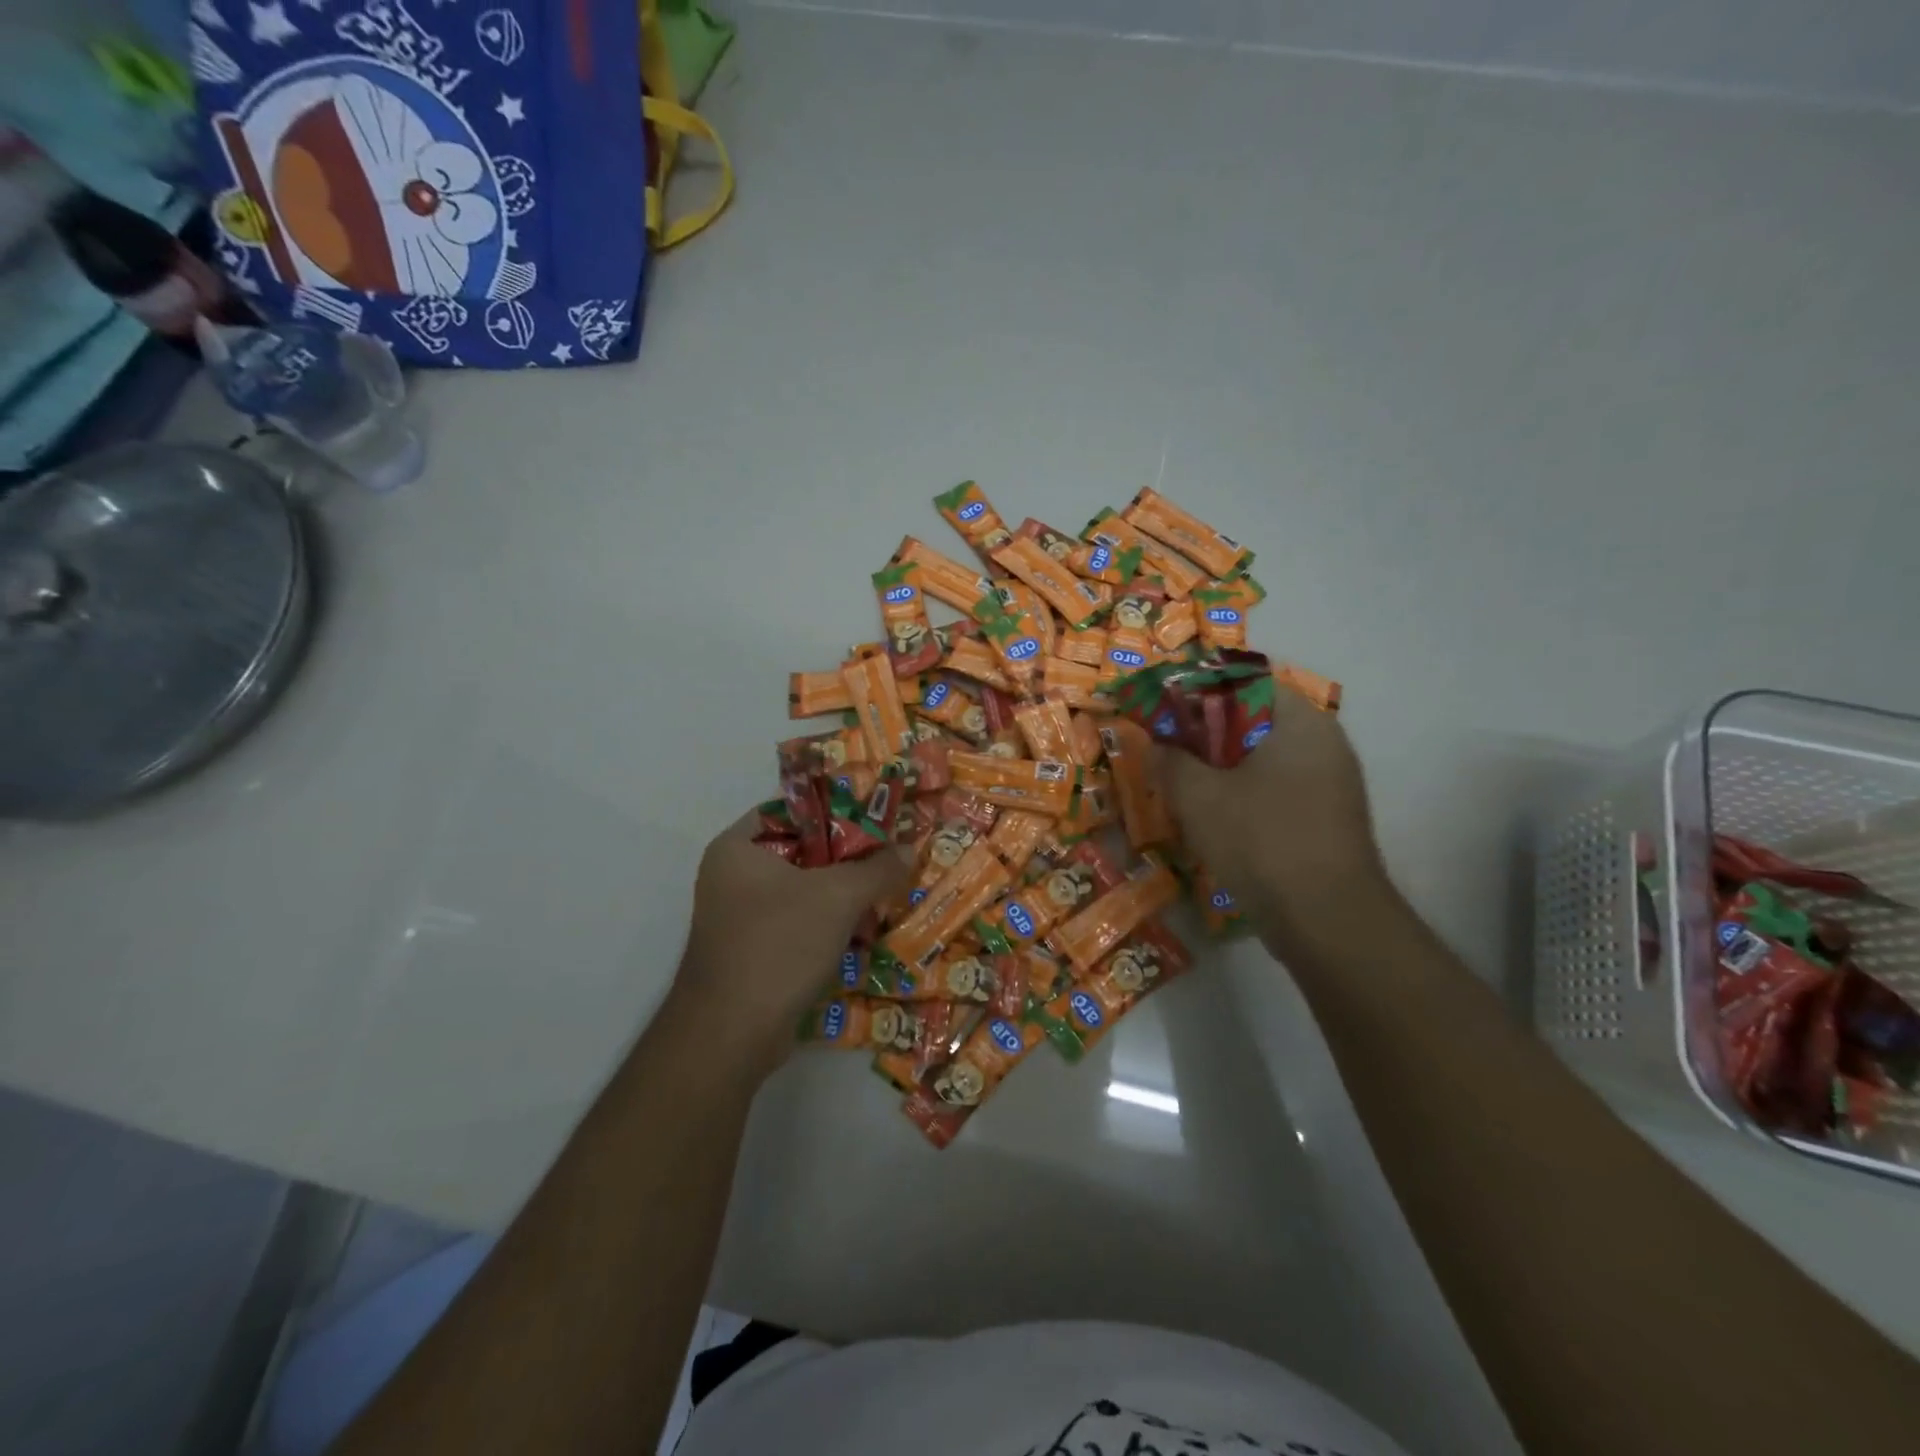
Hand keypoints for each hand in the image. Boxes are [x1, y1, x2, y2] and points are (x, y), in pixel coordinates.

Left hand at [669, 811, 908, 1075]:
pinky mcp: (753, 952)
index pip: (793, 809)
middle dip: (847, 858)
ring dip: (842, 895)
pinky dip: (828, 924)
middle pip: (802, 852)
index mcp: (738, 848)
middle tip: (888, 857)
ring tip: (885, 893)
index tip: (875, 819)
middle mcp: (732, 876)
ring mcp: (740, 917)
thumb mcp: (838, 897)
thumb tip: (908, 850)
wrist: (731, 1034)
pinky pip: (798, 924)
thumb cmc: (779, 944)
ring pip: (803, 891)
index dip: (835, 810)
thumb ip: (877, 868)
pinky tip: (864, 931)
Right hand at [1152, 692, 1391, 956]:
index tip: (1161, 713)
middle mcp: (1324, 742)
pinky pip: (1277, 788)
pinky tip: (1214, 817)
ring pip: (1262, 758)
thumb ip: (1170, 760)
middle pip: (1252, 721)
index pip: (1241, 684)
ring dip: (1221, 767)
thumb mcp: (1198, 796)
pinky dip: (1243, 793)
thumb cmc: (1261, 841)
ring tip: (1182, 786)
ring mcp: (1331, 782)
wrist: (1326, 921)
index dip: (1195, 693)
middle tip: (1166, 752)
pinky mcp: (1328, 817)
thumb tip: (1158, 744)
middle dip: (1204, 735)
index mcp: (1299, 721)